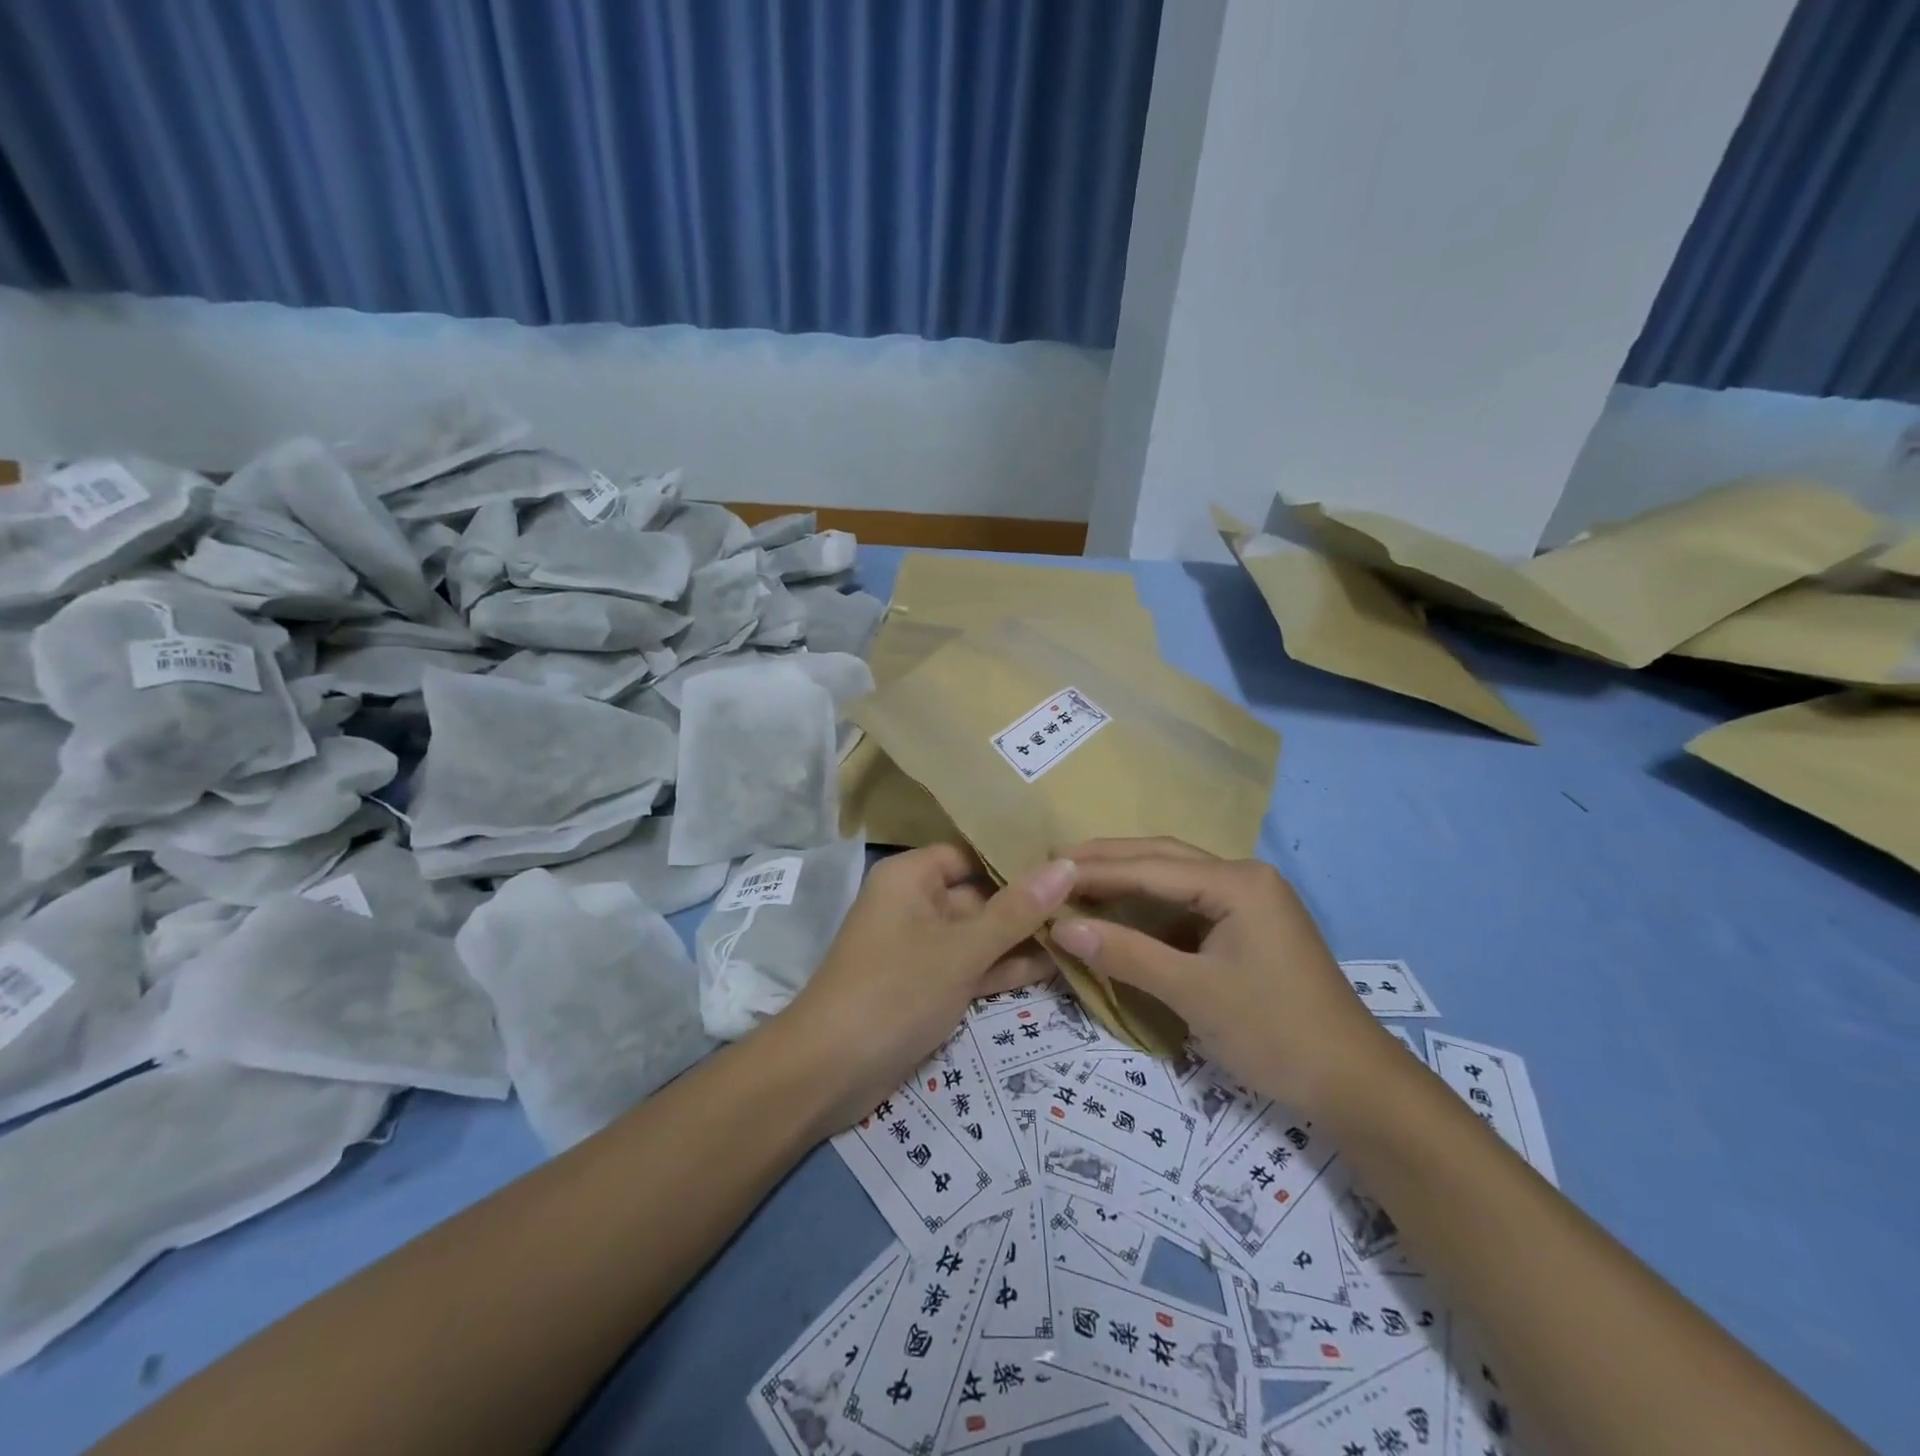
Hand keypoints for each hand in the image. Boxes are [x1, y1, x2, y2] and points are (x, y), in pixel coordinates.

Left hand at [779, 846, 1076, 1132]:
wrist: (828, 1073)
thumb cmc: (894, 991)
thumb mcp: (961, 949)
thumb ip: (1016, 910)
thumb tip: (1067, 865)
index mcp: (912, 878)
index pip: (972, 853)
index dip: (1018, 857)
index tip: (1073, 862)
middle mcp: (916, 904)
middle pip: (981, 894)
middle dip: (1030, 903)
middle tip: (1093, 900)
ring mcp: (923, 948)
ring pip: (981, 934)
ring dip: (1024, 939)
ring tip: (1086, 933)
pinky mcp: (929, 986)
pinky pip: (973, 966)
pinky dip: (1005, 968)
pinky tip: (1058, 966)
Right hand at [1050, 838, 1395, 1114]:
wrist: (1353, 1083)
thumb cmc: (1274, 1031)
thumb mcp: (1193, 992)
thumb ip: (1126, 954)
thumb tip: (1061, 927)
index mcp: (1238, 882)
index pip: (1151, 868)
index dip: (1096, 870)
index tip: (1046, 870)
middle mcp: (1245, 877)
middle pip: (1164, 858)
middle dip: (1110, 859)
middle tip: (1056, 863)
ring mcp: (1251, 900)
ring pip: (1176, 878)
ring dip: (1129, 878)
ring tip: (1078, 880)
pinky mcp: (1250, 925)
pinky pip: (1189, 903)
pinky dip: (1150, 905)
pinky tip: (1122, 911)